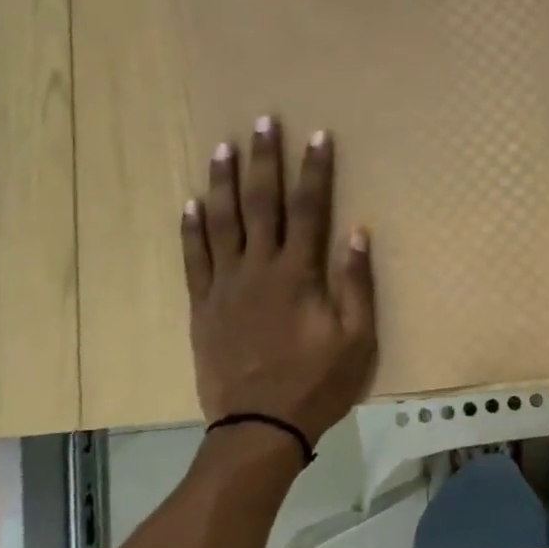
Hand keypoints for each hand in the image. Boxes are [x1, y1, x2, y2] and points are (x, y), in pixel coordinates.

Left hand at [181, 118, 377, 443]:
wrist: (259, 426)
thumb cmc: (317, 383)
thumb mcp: (357, 339)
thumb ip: (356, 284)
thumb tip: (357, 232)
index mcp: (298, 274)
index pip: (309, 209)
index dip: (315, 170)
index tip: (317, 135)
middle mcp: (258, 269)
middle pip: (261, 204)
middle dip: (265, 160)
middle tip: (263, 121)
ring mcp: (225, 286)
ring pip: (222, 223)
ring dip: (224, 182)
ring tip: (223, 148)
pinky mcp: (203, 306)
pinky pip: (193, 259)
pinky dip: (191, 229)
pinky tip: (191, 203)